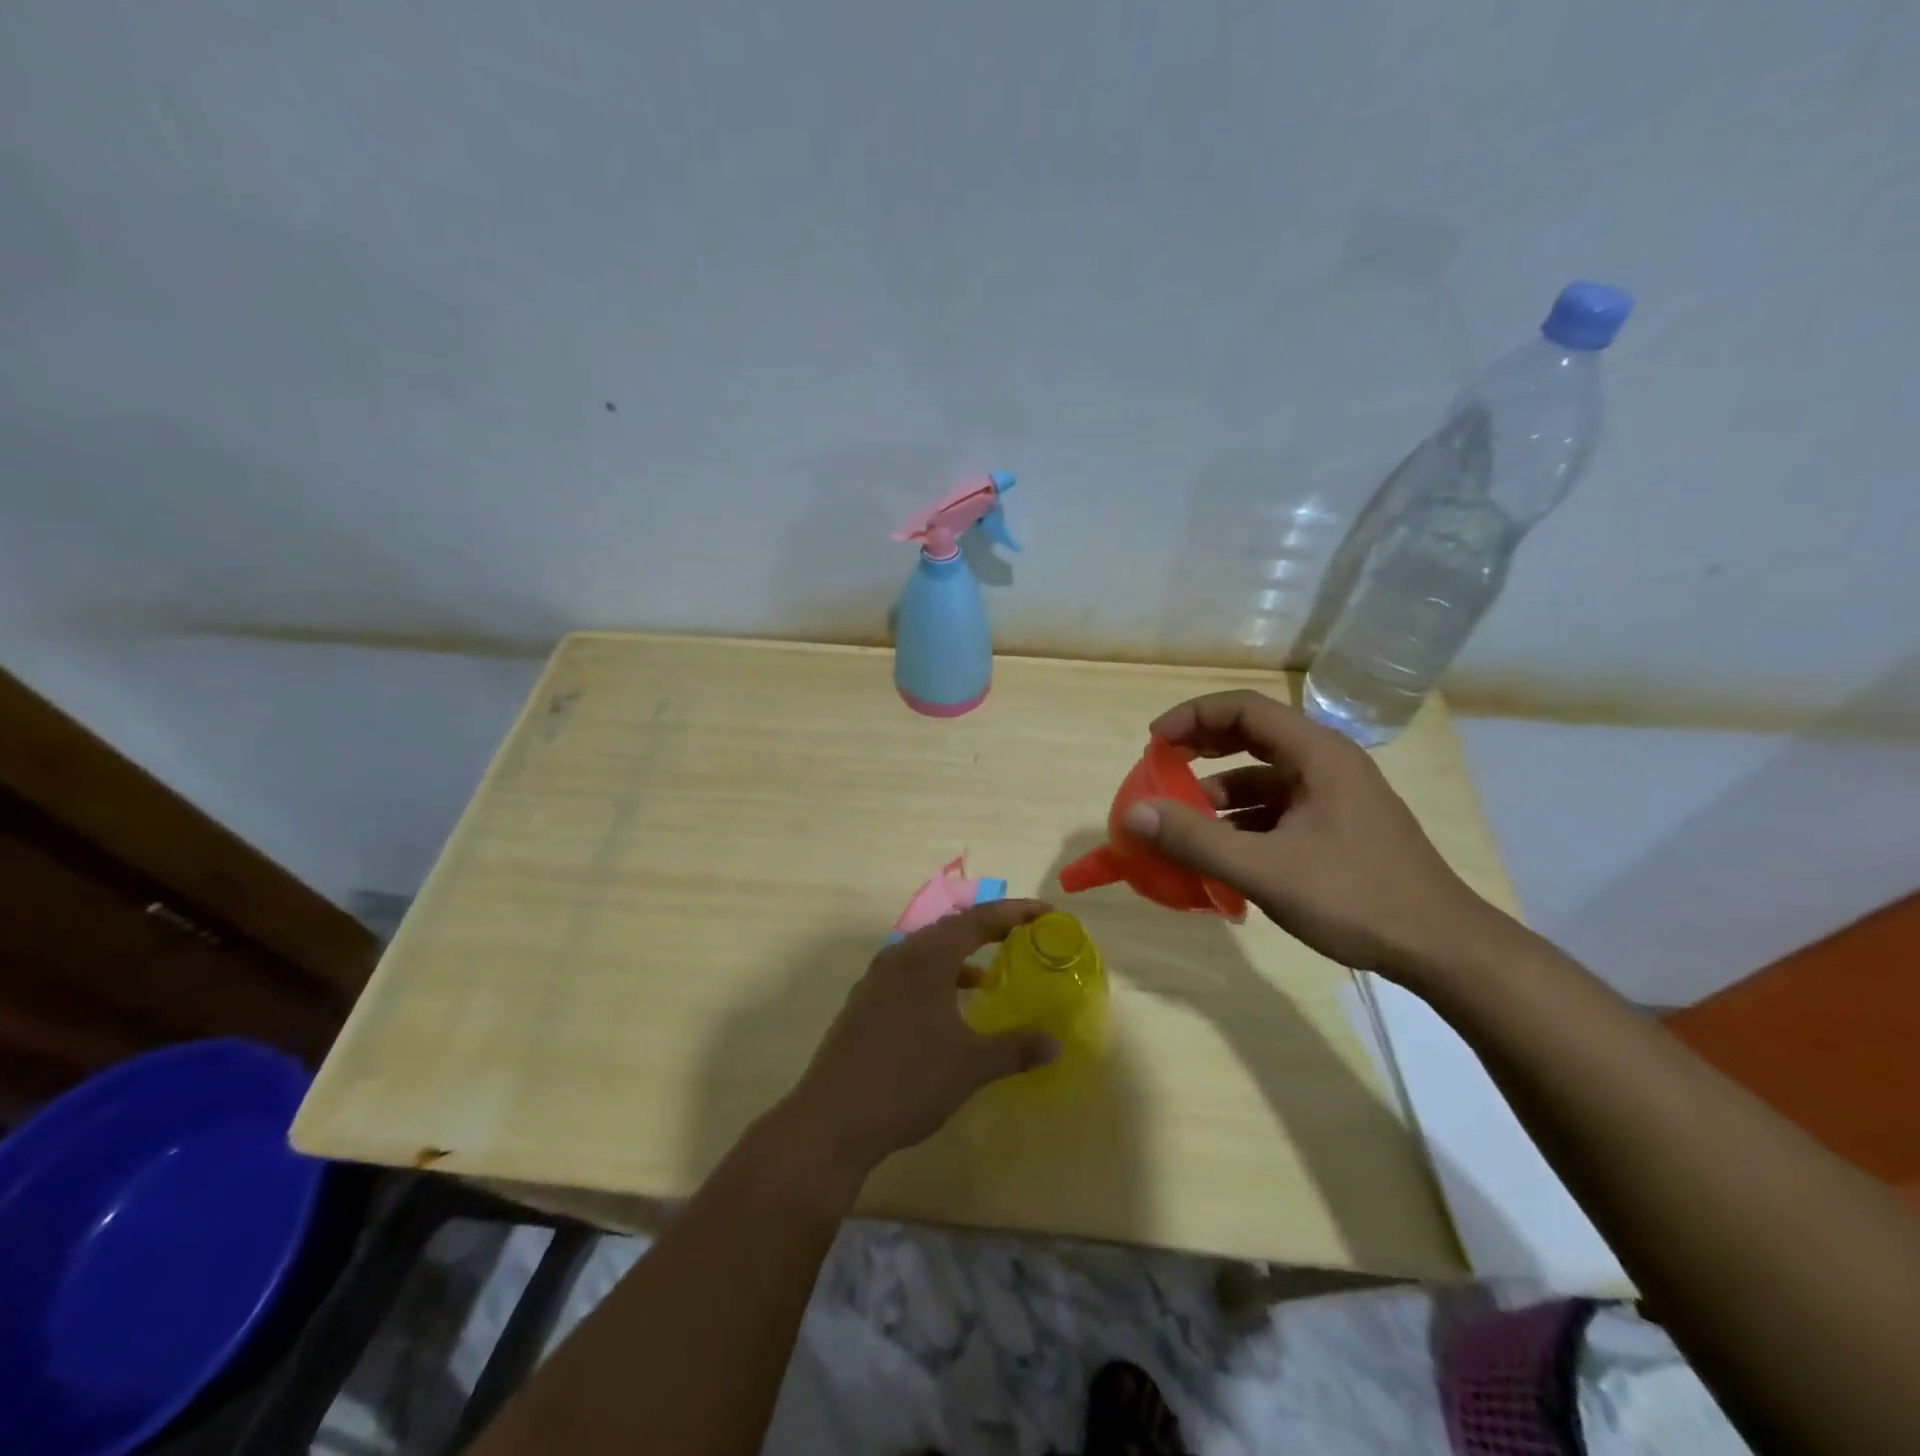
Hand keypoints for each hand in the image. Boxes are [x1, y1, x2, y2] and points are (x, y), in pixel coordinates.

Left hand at [782, 900, 1060, 1184]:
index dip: (1015, 912)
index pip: (978, 920)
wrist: (832, 1119)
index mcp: (927, 957)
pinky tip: (949, 1009)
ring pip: (926, 952)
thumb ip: (1015, 1048)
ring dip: (960, 956)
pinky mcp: (863, 1003)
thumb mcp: (971, 1065)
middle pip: (950, 929)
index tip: (1046, 914)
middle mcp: (899, 956)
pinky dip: (937, 978)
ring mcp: (876, 979)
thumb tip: (1054, 1043)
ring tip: (989, 974)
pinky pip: (908, 974)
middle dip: (988, 929)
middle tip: (1022, 936)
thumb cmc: (908, 1081)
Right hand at [1121, 690, 1505, 981]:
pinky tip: (1223, 853)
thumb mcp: (1265, 870)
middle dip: (1202, 749)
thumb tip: (1133, 813)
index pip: (1244, 709)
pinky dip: (1243, 820)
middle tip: (1162, 770)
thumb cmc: (1355, 897)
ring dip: (1220, 792)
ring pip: (1265, 777)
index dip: (1193, 717)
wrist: (1444, 949)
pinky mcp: (1339, 828)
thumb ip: (1196, 840)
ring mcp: (1336, 797)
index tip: (1154, 743)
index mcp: (1317, 754)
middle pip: (1254, 736)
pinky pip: (1278, 809)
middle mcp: (1328, 764)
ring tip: (1183, 821)